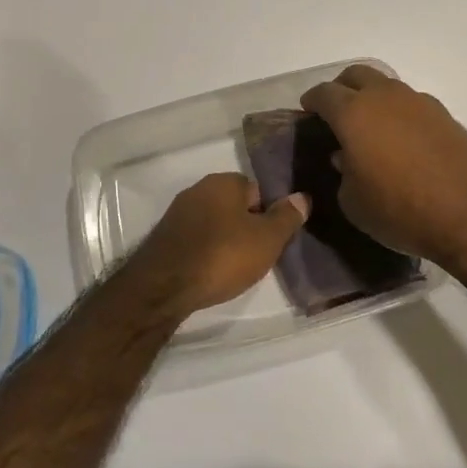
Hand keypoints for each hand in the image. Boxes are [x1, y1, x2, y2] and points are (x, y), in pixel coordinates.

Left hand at [124, 173, 308, 321]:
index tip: (271, 240)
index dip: (267, 214)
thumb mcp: (267, 240)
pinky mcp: (164, 236)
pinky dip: (205, 251)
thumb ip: (286, 217)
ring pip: (214, 222)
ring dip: (224, 240)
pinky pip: (196, 238)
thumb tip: (302, 197)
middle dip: (245, 227)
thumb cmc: (222, 256)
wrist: (164, 286)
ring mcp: (178, 212)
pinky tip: (209, 271)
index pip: (257, 190)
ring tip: (233, 268)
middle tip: (255, 256)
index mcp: (224, 181)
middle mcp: (199, 189)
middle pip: (234, 206)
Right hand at [300, 65, 466, 267]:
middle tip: (336, 112)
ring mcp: (420, 103)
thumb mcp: (353, 202)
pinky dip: (401, 115)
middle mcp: (385, 97)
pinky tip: (403, 141)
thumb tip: (345, 158)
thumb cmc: (399, 210)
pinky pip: (413, 105)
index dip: (311, 101)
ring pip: (388, 87)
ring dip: (374, 100)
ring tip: (372, 129)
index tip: (307, 112)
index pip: (323, 93)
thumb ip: (342, 174)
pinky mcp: (446, 116)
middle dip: (342, 88)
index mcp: (354, 112)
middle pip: (356, 75)